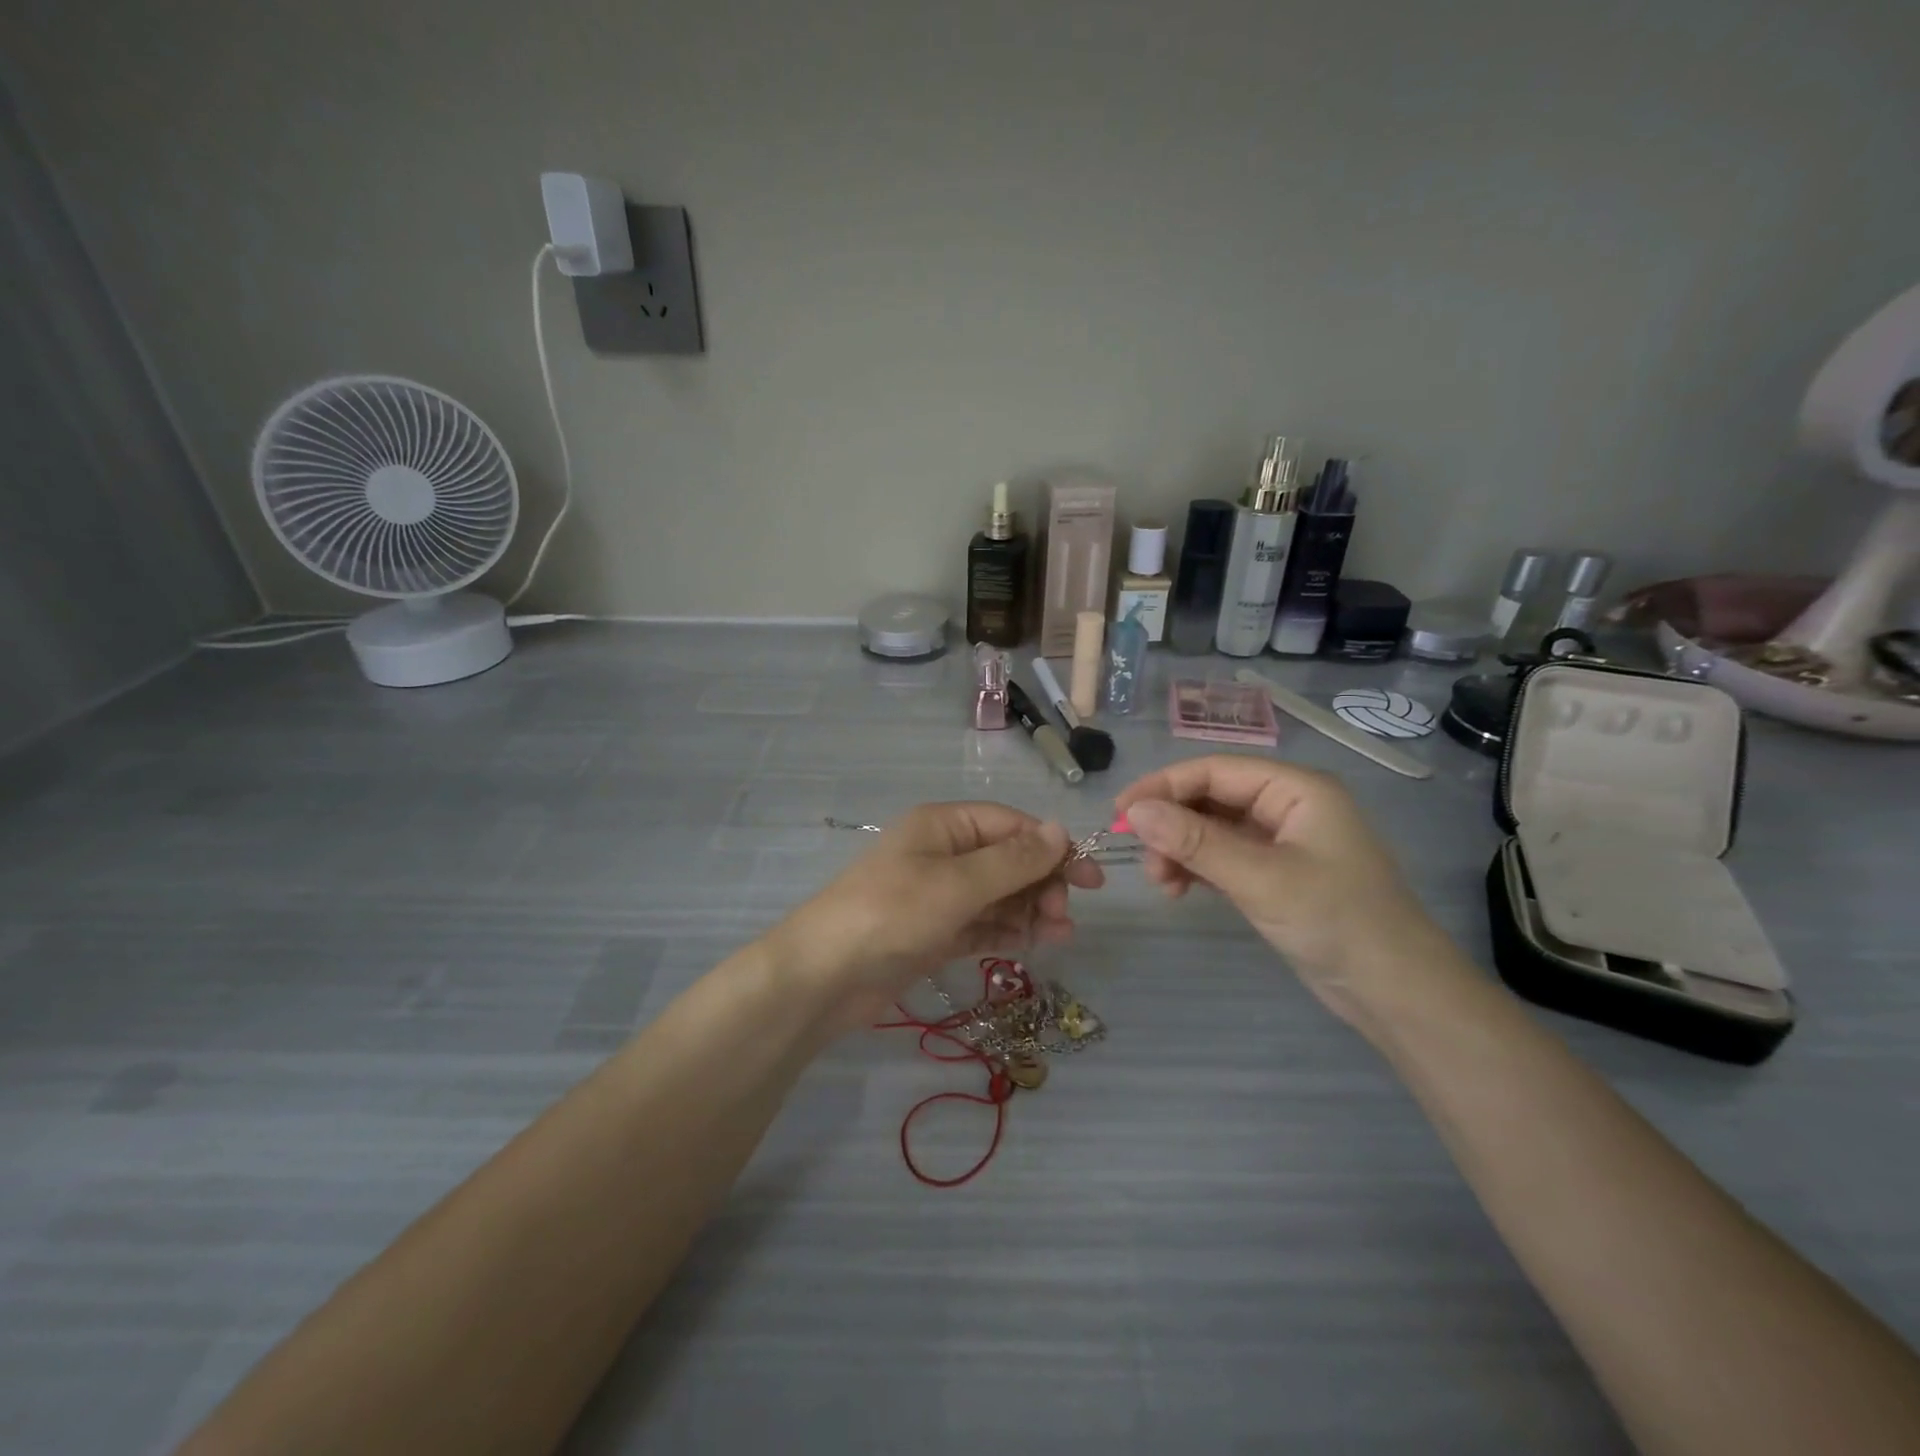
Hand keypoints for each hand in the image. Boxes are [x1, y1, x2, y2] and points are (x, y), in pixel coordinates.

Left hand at [769, 804, 1104, 1027]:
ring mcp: (938, 896)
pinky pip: (982, 925)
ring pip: (999, 896)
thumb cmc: (892, 914)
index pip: (1011, 826)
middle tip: (1064, 917)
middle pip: (1008, 861)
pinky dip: (1006, 932)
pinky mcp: (935, 933)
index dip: (1052, 848)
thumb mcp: (957, 884)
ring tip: (1059, 936)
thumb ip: (1012, 861)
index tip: (1090, 878)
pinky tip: (1030, 945)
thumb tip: (1060, 830)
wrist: (824, 977)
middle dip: (1041, 885)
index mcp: (944, 826)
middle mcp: (943, 854)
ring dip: (1030, 912)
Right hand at [1114, 756, 1444, 1019]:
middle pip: (1210, 797)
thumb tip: (1134, 812)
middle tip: (1142, 859)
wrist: (1396, 993)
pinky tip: (1178, 890)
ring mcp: (1281, 841)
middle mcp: (1287, 806)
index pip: (1215, 770)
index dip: (1163, 786)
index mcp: (1295, 789)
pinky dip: (1196, 868)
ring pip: (1211, 829)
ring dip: (1180, 850)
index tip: (1120, 812)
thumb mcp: (1260, 878)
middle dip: (1171, 824)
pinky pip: (1222, 857)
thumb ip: (1195, 842)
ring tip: (1162, 884)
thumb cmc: (1336, 921)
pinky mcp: (1274, 874)